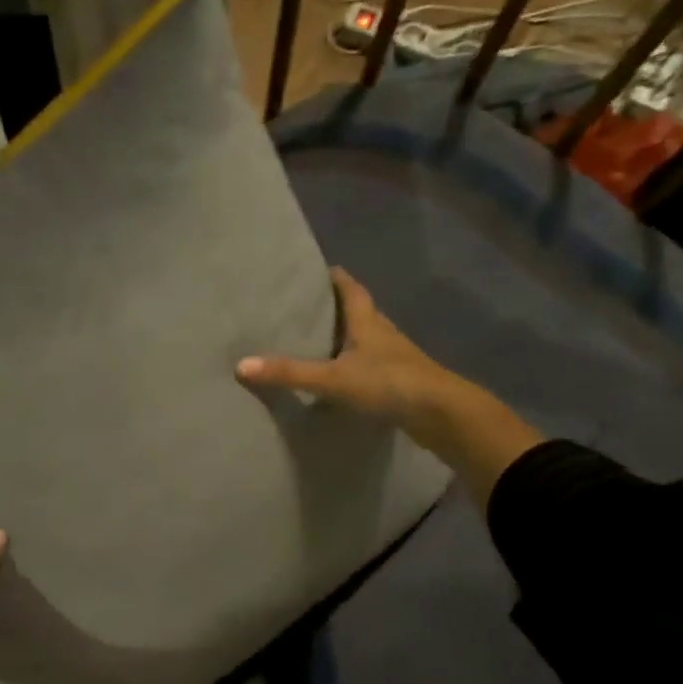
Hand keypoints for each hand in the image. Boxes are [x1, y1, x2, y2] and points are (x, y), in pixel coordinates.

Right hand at [237, 268, 469, 439]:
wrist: (442, 414)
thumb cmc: (389, 383)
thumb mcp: (333, 379)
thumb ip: (290, 373)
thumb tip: (240, 365)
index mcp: (367, 322)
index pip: (351, 289)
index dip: (334, 277)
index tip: (315, 270)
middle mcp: (382, 333)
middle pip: (358, 311)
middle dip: (334, 306)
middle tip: (304, 305)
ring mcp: (393, 358)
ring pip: (365, 339)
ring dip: (344, 337)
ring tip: (315, 340)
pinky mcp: (398, 381)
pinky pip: (370, 365)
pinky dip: (353, 364)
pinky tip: (338, 377)